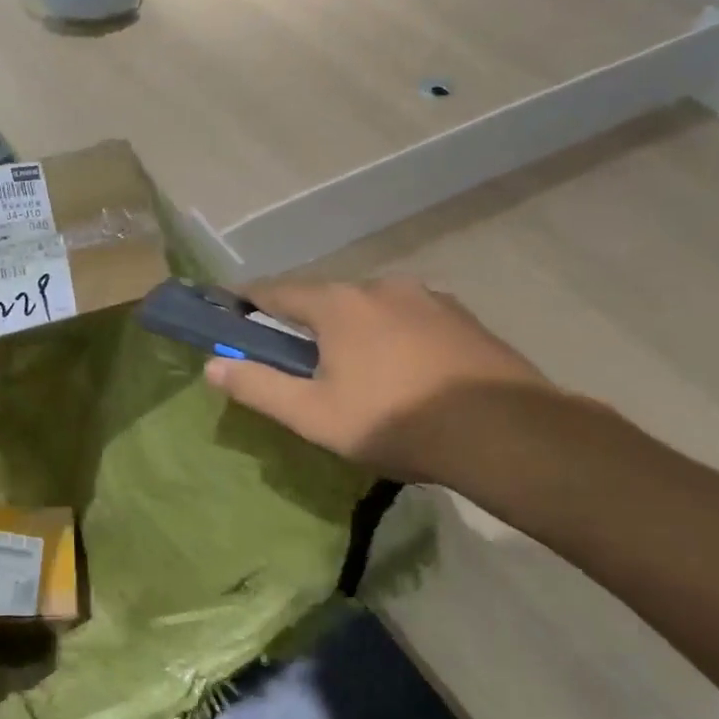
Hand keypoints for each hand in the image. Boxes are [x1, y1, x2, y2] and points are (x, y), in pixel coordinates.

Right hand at [204, 278, 554, 490]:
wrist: (505, 432)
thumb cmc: (395, 421)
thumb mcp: (313, 415)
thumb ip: (258, 387)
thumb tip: (212, 367)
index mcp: (338, 304)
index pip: (276, 290)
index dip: (247, 301)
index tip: (230, 312)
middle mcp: (380, 286)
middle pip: (324, 296)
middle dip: (302, 319)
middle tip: (292, 354)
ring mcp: (427, 297)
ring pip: (369, 306)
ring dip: (349, 327)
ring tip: (351, 366)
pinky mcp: (461, 316)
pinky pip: (408, 317)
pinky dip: (390, 334)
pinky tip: (401, 369)